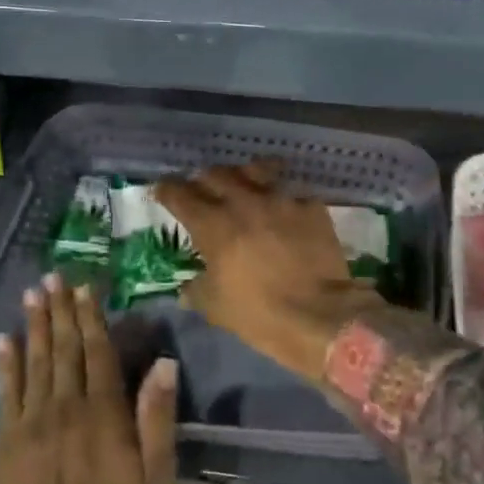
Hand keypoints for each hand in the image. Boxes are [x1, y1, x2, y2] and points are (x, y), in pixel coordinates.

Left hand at [0, 273, 178, 483]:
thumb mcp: (156, 477)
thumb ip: (157, 417)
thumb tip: (164, 363)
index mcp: (103, 413)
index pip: (97, 352)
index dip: (92, 317)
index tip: (85, 288)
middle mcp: (65, 407)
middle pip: (64, 349)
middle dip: (60, 310)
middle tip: (54, 278)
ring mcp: (30, 424)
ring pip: (34, 363)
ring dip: (35, 326)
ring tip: (32, 295)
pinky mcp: (5, 444)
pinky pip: (5, 394)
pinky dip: (6, 365)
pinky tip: (4, 340)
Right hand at [156, 163, 385, 383]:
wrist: (320, 314)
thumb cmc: (260, 314)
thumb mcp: (216, 307)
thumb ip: (196, 290)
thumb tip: (187, 286)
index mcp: (213, 224)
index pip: (180, 194)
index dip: (167, 190)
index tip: (163, 191)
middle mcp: (243, 202)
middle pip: (215, 174)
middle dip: (203, 180)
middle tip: (203, 191)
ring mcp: (280, 199)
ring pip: (255, 170)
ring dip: (243, 176)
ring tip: (245, 184)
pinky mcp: (310, 205)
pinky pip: (290, 190)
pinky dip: (282, 196)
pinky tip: (284, 208)